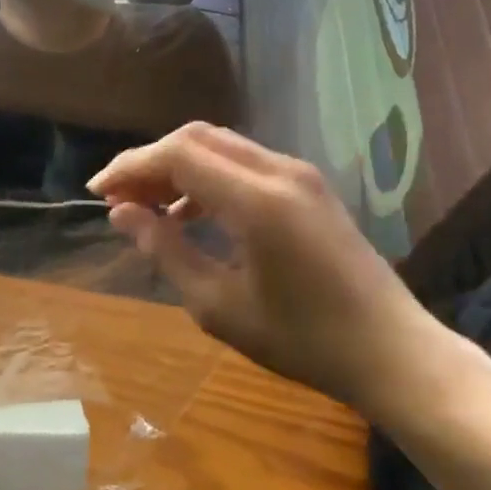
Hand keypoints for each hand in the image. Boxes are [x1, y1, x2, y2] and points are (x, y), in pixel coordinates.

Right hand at [89, 123, 467, 417]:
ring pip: (221, 146)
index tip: (97, 193)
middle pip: (198, 138)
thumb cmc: (303, 341)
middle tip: (118, 198)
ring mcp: (299, 174)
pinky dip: (209, 176)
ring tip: (148, 207)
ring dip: (179, 166)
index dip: (131, 166)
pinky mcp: (309, 186)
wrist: (393, 351)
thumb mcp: (219, 307)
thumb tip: (122, 214)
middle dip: (151, 161)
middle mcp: (280, 171)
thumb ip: (165, 252)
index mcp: (257, 200)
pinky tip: (192, 212)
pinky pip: (244, 163)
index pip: (178, 154)